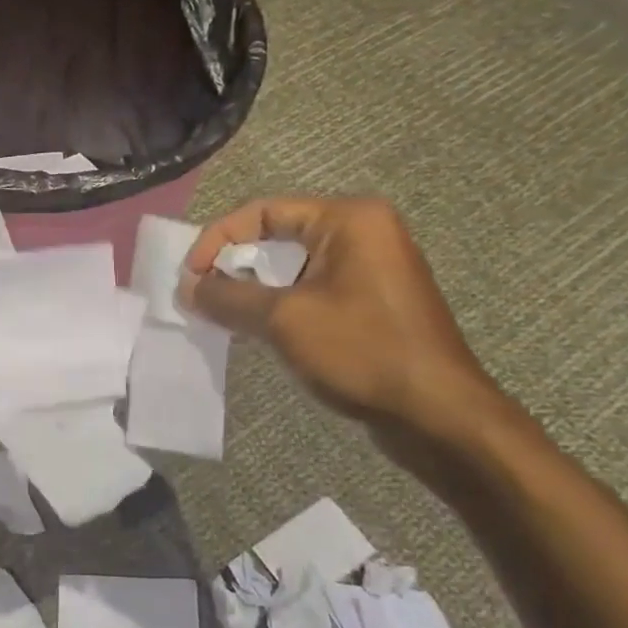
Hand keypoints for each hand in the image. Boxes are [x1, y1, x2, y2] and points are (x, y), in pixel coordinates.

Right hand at [179, 196, 496, 434]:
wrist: (440, 417)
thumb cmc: (363, 352)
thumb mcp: (284, 320)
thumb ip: (229, 297)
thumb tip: (187, 287)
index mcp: (349, 219)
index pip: (263, 211)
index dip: (218, 239)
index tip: (190, 276)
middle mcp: (364, 232)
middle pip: (278, 236)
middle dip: (235, 265)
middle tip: (201, 295)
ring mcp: (372, 268)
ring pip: (294, 267)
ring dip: (254, 289)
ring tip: (223, 315)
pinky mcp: (373, 302)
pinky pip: (313, 290)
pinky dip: (281, 305)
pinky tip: (259, 330)